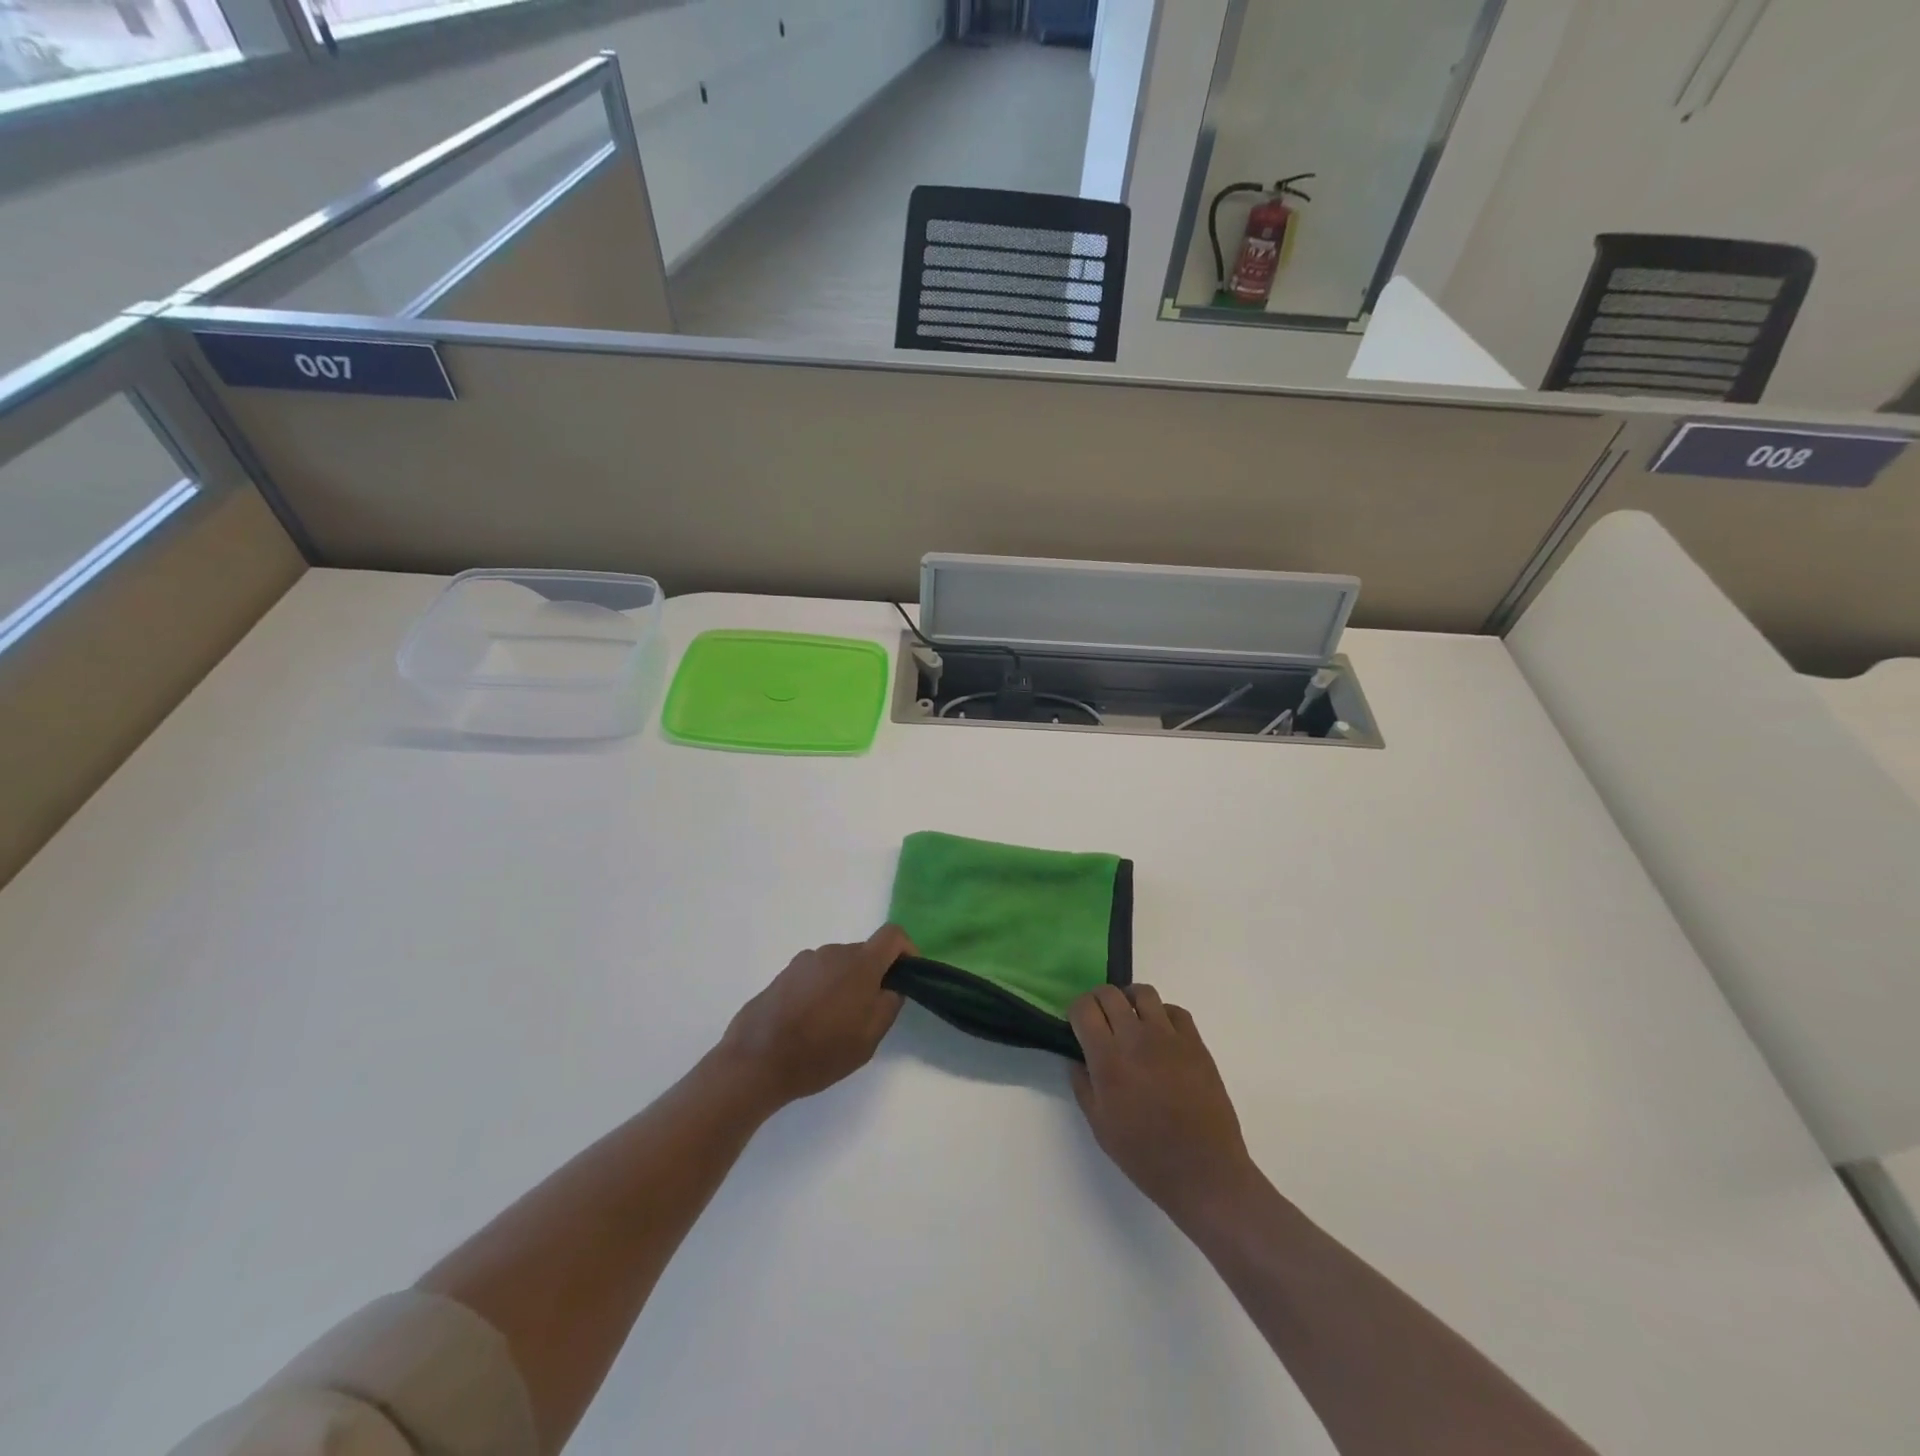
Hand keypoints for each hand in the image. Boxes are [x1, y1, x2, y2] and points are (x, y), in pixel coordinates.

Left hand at [717, 925, 913, 1110]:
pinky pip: (815, 974)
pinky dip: (822, 990)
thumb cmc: (819, 1052)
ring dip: (845, 985)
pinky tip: (808, 1022)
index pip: (893, 935)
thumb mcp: (868, 1039)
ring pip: (838, 965)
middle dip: (873, 976)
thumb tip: (892, 985)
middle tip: (866, 1014)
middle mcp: (833, 952)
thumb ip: (889, 1005)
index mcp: (859, 963)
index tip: (906, 976)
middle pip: (864, 953)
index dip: (906, 950)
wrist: (755, 1061)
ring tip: (833, 1023)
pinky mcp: (784, 973)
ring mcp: (805, 961)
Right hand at [1069, 985, 1259, 1227]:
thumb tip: (1078, 1057)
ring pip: (1143, 993)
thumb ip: (1083, 1085)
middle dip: (1098, 1001)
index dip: (1076, 1011)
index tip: (1077, 1024)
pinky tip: (1160, 1034)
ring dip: (1129, 1000)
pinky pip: (1175, 1011)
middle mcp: (1136, 1038)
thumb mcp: (1100, 1126)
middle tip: (1099, 1020)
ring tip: (1129, 1019)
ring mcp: (1169, 1037)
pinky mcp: (1196, 1043)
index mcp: (1108, 1059)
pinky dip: (1162, 1014)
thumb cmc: (1145, 1155)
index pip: (1083, 1008)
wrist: (1204, 1172)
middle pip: (1110, 993)